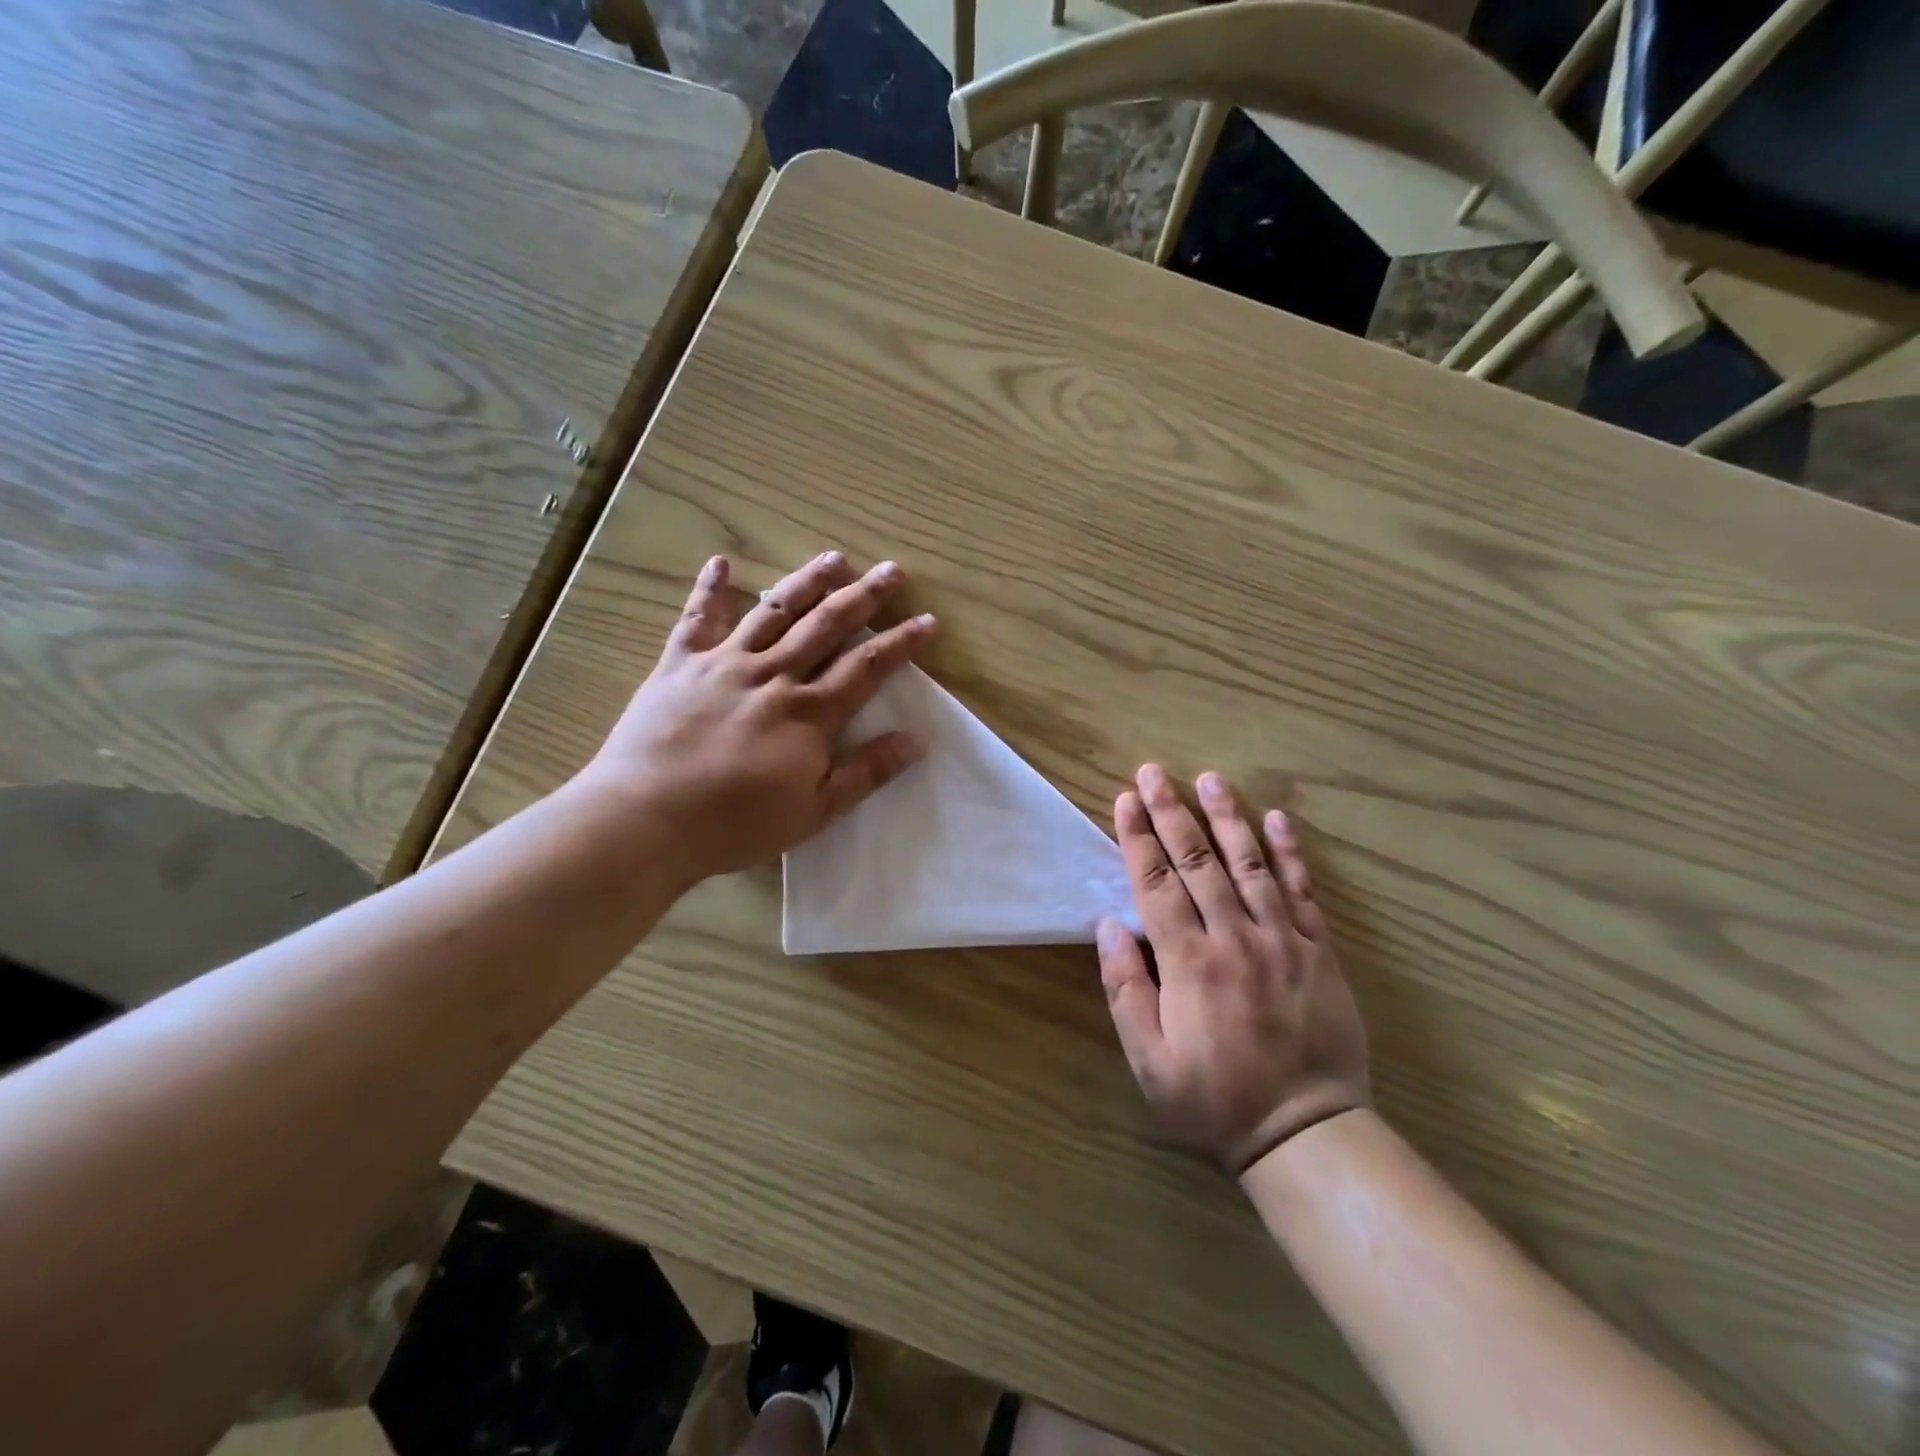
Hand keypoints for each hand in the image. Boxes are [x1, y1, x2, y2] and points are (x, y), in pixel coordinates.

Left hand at [580, 551, 935, 883]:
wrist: (645, 820)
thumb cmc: (735, 824)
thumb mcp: (814, 811)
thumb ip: (866, 772)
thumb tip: (916, 740)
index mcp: (808, 712)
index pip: (866, 666)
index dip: (901, 642)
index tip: (928, 621)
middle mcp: (772, 675)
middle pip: (826, 626)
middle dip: (863, 597)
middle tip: (890, 570)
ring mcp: (724, 664)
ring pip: (773, 611)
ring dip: (806, 582)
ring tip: (833, 558)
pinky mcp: (680, 664)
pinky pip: (697, 618)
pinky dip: (709, 589)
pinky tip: (721, 563)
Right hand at [1097, 766, 1369, 1175]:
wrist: (1306, 1131)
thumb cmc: (1214, 1098)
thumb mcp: (1149, 1060)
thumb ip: (1125, 989)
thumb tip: (1108, 925)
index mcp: (1188, 962)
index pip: (1156, 883)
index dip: (1138, 837)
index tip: (1125, 799)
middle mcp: (1234, 938)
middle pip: (1197, 862)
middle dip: (1171, 812)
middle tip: (1154, 772)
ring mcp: (1281, 940)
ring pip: (1249, 865)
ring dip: (1226, 818)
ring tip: (1209, 779)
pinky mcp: (1318, 950)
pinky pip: (1303, 892)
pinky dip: (1289, 853)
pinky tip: (1277, 819)